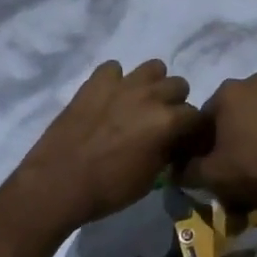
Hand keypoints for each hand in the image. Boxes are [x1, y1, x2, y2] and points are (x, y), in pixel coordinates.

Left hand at [13, 60, 199, 228]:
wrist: (59, 182)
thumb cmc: (109, 189)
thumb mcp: (150, 178)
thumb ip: (167, 152)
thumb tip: (172, 142)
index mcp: (168, 122)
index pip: (197, 116)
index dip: (192, 129)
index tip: (184, 140)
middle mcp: (150, 96)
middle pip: (178, 85)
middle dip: (175, 103)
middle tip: (161, 121)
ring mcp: (122, 84)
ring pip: (153, 67)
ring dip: (151, 84)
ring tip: (138, 103)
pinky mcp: (95, 81)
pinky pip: (113, 68)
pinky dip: (114, 80)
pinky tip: (108, 98)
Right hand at [180, 73, 256, 211]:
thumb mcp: (214, 175)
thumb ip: (188, 171)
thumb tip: (177, 171)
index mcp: (227, 91)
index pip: (199, 122)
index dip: (196, 151)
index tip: (201, 175)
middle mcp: (252, 84)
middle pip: (227, 126)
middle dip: (224, 155)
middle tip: (226, 185)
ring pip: (251, 131)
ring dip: (245, 155)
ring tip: (249, 189)